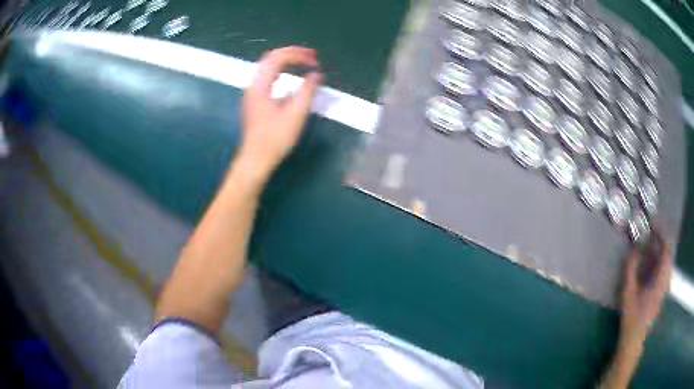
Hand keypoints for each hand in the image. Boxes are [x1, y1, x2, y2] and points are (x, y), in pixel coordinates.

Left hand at [239, 46, 322, 179]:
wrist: (255, 159)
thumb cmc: (275, 138)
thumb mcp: (296, 114)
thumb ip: (307, 91)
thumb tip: (316, 75)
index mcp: (260, 85)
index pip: (278, 59)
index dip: (298, 55)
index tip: (316, 62)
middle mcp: (253, 85)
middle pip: (270, 58)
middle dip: (291, 53)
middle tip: (311, 56)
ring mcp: (251, 93)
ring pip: (266, 67)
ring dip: (285, 61)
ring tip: (302, 62)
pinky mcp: (253, 101)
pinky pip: (265, 77)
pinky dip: (279, 71)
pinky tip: (287, 78)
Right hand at [620, 230, 671, 348]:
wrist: (634, 339)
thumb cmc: (631, 317)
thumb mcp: (628, 294)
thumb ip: (631, 270)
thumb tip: (633, 249)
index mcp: (660, 279)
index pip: (666, 249)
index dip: (661, 234)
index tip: (652, 225)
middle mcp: (666, 280)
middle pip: (668, 253)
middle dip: (660, 241)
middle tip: (650, 234)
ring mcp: (665, 286)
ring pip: (667, 261)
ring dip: (660, 251)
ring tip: (650, 246)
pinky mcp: (662, 292)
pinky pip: (665, 270)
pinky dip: (660, 261)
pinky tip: (652, 263)